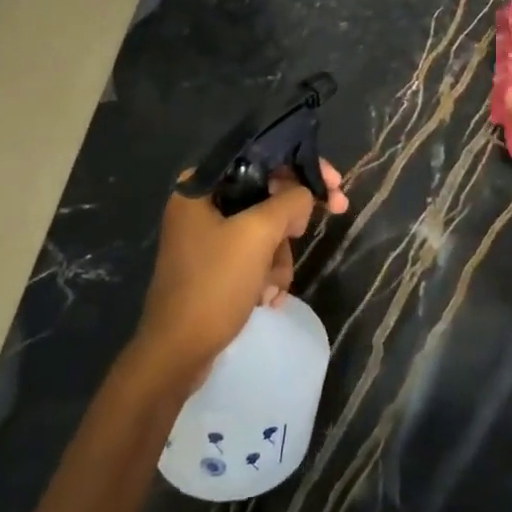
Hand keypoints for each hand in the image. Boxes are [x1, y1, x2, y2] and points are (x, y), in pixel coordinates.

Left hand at [131, 161, 349, 386]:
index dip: (302, 168)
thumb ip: (289, 202)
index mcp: (200, 186)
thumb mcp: (258, 235)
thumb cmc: (213, 285)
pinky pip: (254, 257)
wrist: (177, 354)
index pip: (261, 157)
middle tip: (307, 234)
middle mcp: (201, 206)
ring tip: (271, 287)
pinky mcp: (214, 268)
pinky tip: (266, 299)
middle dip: (289, 225)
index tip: (335, 185)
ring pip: (265, 230)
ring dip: (278, 259)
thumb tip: (306, 195)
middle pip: (266, 196)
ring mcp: (207, 239)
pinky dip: (266, 275)